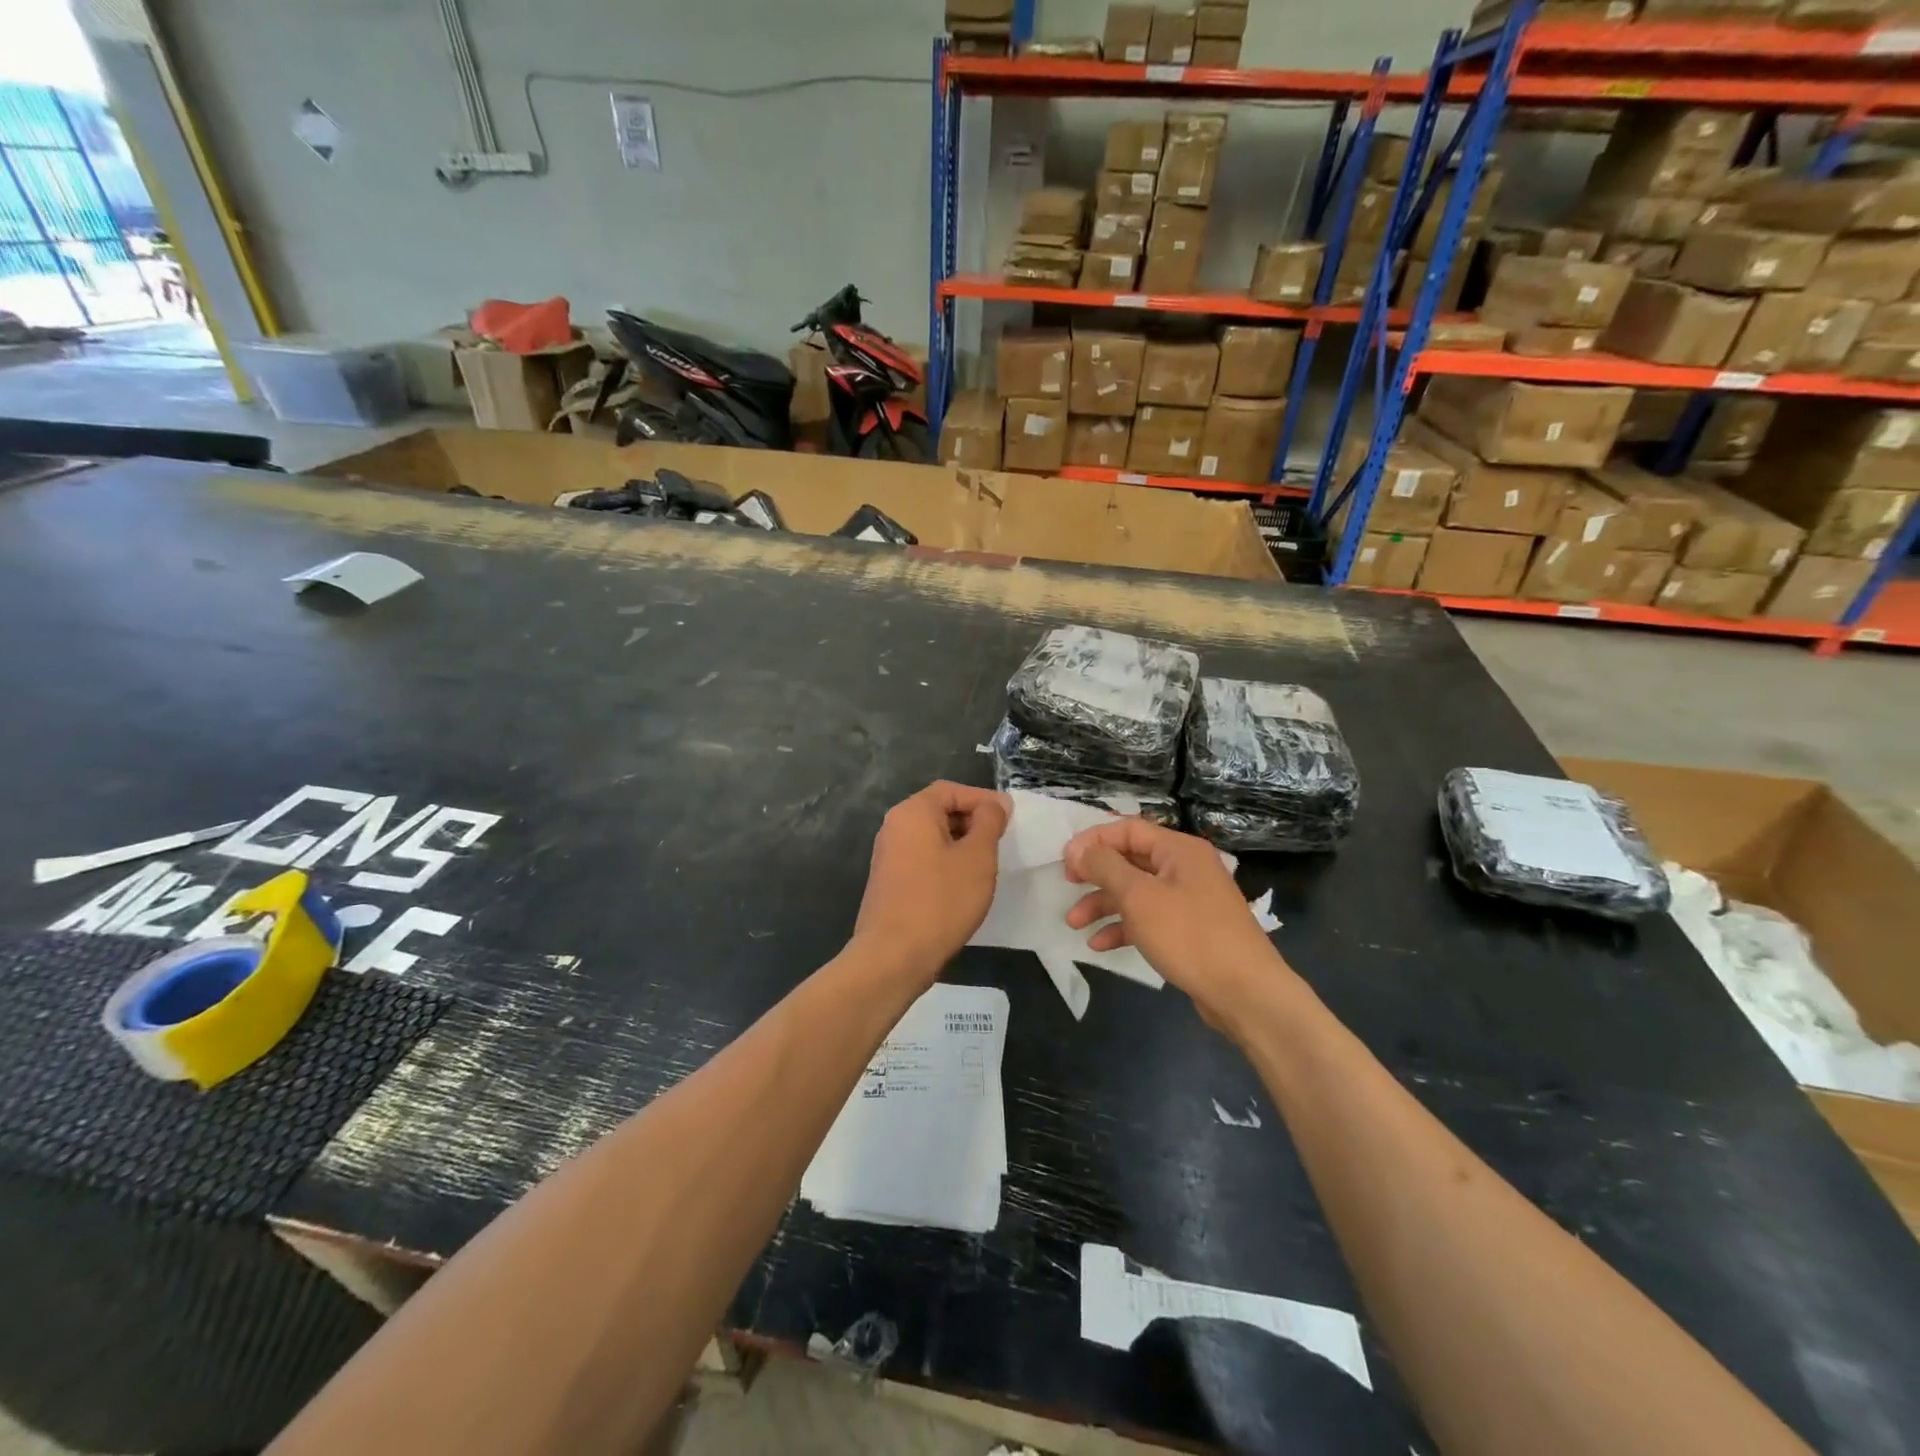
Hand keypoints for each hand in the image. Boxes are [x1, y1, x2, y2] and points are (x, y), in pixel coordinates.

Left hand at [851, 781, 1009, 985]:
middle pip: (939, 810)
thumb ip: (989, 822)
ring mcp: (888, 855)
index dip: (983, 799)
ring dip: (961, 844)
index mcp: (913, 812)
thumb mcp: (977, 857)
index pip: (951, 790)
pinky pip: (923, 858)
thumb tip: (995, 804)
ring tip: (987, 864)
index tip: (1010, 818)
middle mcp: (895, 827)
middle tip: (1002, 842)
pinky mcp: (890, 881)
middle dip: (973, 821)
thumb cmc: (941, 900)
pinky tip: (963, 885)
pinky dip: (946, 862)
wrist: (894, 956)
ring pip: (932, 837)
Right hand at [1064, 818, 1289, 1033]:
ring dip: (1103, 904)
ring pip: (1137, 892)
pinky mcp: (1189, 930)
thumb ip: (1105, 867)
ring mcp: (1189, 900)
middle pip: (1131, 860)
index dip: (1093, 841)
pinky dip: (1124, 927)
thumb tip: (1079, 849)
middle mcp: (1185, 868)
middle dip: (1096, 875)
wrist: (1245, 993)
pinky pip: (1149, 918)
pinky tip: (1099, 945)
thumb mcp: (1139, 897)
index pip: (1128, 829)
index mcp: (1179, 849)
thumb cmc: (1189, 935)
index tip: (1065, 861)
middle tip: (1068, 886)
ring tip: (1074, 923)